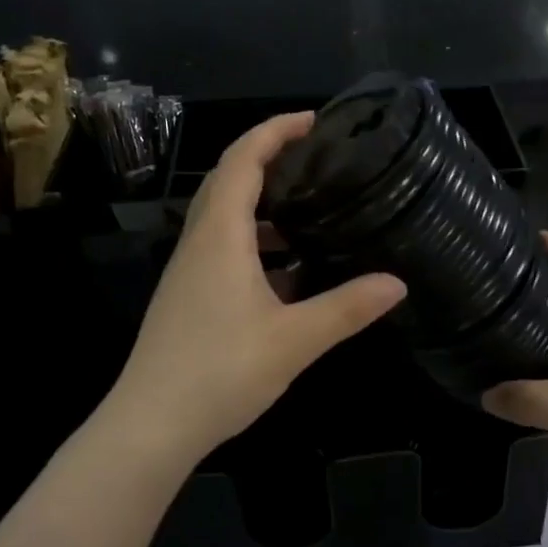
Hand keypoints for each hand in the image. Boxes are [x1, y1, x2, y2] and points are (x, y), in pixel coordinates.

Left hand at [109, 114, 405, 461]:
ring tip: (312, 212)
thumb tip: (397, 283)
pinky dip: (257, 244)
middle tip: (318, 160)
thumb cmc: (220, 372)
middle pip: (229, 181)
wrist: (150, 426)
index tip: (312, 120)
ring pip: (226, 218)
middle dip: (271, 160)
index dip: (274, 132)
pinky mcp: (190, 298)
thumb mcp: (295, 339)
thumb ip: (347, 307)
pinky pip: (225, 250)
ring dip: (265, 206)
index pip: (242, 161)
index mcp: (220, 236)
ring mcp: (190, 272)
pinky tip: (291, 273)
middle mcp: (199, 243)